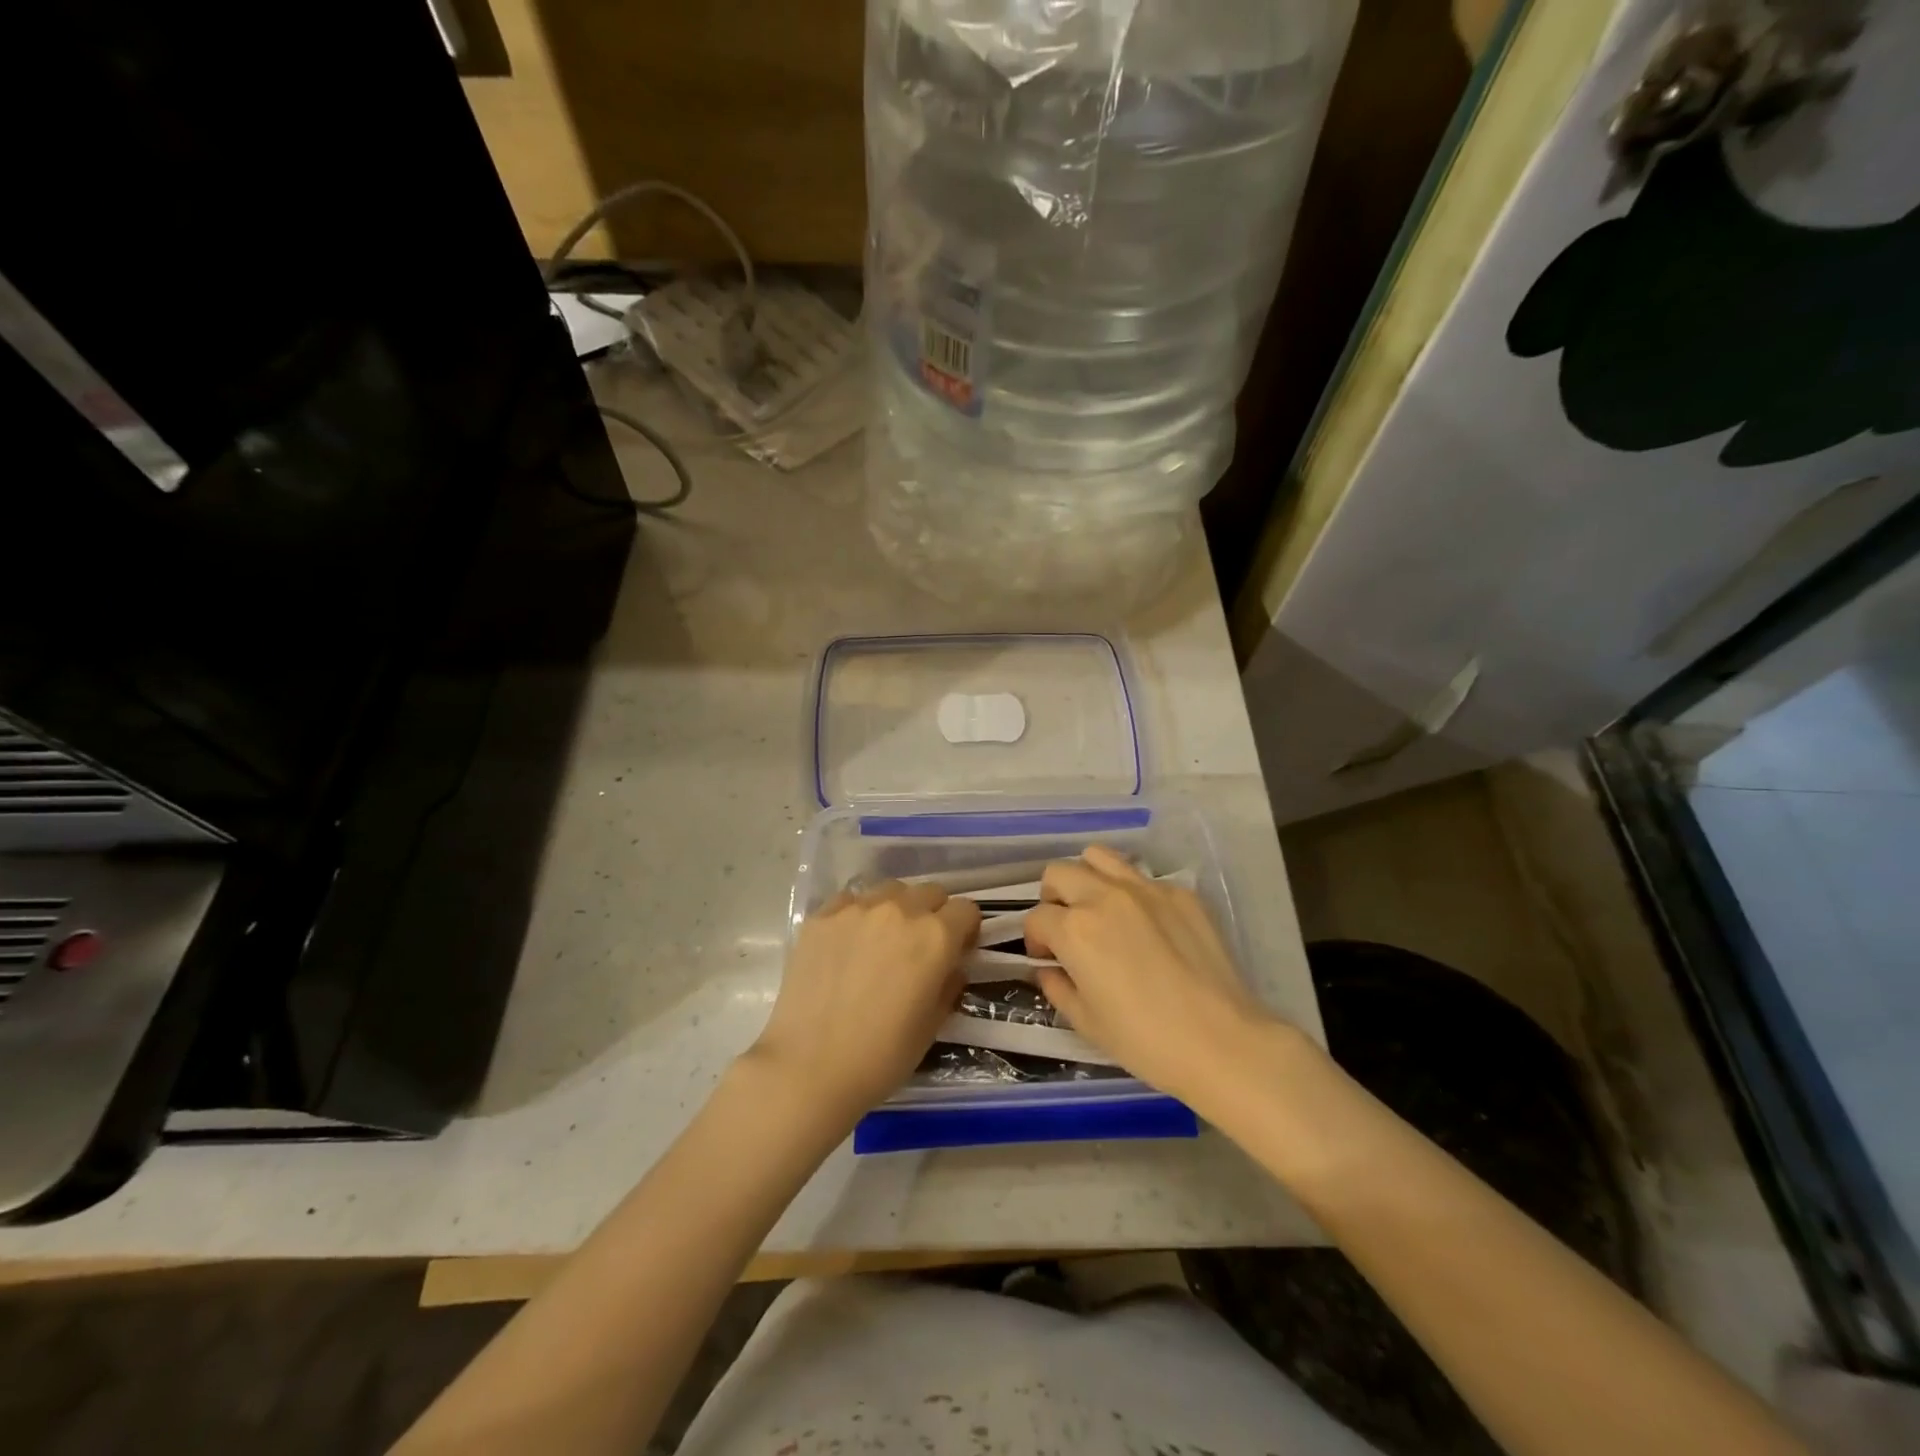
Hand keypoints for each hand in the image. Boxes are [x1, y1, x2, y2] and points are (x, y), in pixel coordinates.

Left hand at [747, 881, 979, 1126]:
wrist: (809, 1068)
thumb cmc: (881, 1056)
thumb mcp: (933, 1026)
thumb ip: (949, 985)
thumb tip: (950, 967)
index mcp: (935, 937)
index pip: (966, 910)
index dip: (966, 930)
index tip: (957, 950)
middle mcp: (900, 910)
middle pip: (930, 892)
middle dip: (934, 913)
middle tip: (921, 947)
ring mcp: (857, 909)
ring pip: (891, 890)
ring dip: (897, 908)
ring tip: (883, 940)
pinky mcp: (822, 916)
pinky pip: (851, 900)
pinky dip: (858, 914)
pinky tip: (848, 944)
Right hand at [1024, 846, 1276, 1105]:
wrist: (1221, 1041)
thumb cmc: (1144, 1040)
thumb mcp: (1086, 1022)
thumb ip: (1057, 987)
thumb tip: (1048, 969)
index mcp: (1074, 929)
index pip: (1036, 917)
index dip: (1035, 940)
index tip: (1048, 960)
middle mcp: (1104, 896)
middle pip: (1059, 873)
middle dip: (1053, 899)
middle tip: (1068, 930)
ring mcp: (1145, 889)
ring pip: (1099, 857)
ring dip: (1088, 879)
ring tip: (1100, 910)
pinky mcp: (1180, 893)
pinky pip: (1143, 878)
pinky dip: (1132, 893)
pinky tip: (1147, 926)